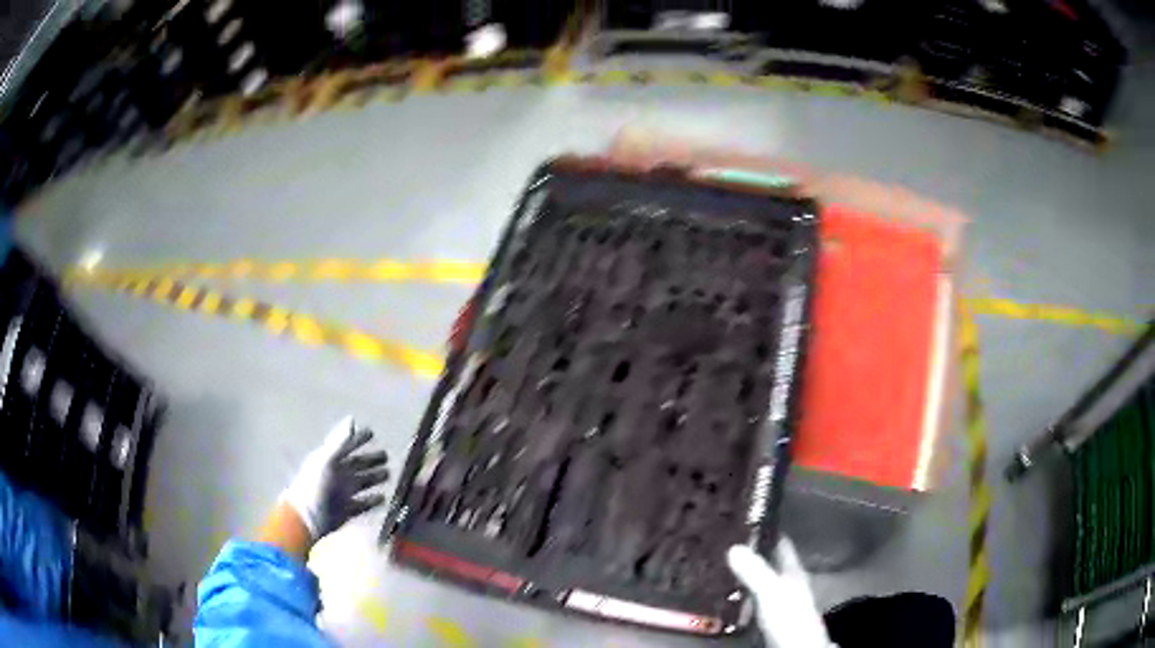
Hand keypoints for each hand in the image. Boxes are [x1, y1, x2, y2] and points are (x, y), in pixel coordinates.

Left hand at [282, 416, 389, 539]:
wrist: (308, 516)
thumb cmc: (315, 485)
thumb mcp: (326, 460)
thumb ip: (339, 441)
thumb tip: (351, 419)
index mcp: (331, 461)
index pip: (347, 446)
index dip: (358, 439)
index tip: (372, 432)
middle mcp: (338, 475)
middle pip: (357, 464)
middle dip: (370, 459)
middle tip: (386, 455)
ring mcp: (343, 493)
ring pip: (362, 482)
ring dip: (374, 478)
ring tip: (389, 474)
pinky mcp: (348, 510)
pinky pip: (363, 504)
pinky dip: (373, 501)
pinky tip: (383, 498)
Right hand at [727, 540, 832, 647]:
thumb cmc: (789, 616)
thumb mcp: (771, 592)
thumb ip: (755, 571)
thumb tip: (733, 546)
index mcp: (793, 570)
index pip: (781, 543)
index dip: (766, 530)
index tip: (744, 517)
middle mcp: (788, 582)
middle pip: (769, 561)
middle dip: (749, 552)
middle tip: (722, 541)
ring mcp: (779, 600)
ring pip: (760, 580)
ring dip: (743, 574)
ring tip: (718, 566)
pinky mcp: (768, 617)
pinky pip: (752, 598)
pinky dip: (740, 594)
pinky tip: (725, 595)